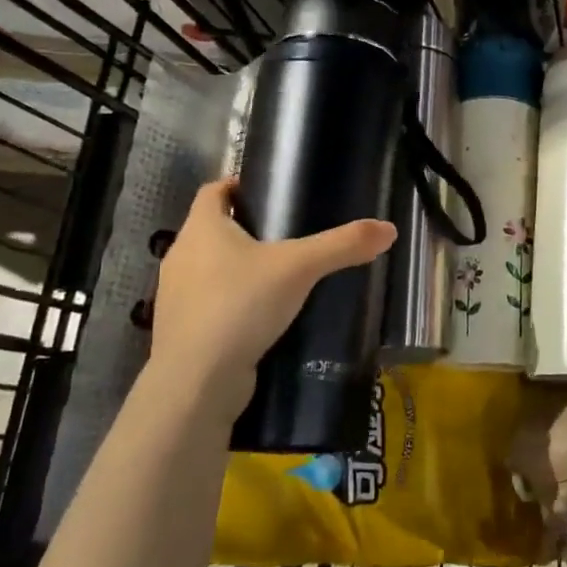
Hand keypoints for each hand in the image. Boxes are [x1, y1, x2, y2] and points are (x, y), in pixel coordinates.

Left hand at [149, 179, 395, 415]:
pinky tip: (263, 313)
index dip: (237, 185)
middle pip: (212, 229)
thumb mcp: (300, 267)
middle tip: (288, 231)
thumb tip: (390, 229)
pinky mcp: (183, 330)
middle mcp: (182, 256)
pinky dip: (233, 301)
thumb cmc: (240, 306)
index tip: (267, 189)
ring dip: (237, 266)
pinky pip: (210, 302)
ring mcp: (176, 296)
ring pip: (210, 268)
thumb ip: (343, 245)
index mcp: (201, 228)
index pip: (213, 190)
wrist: (196, 382)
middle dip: (244, 227)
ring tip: (280, 273)